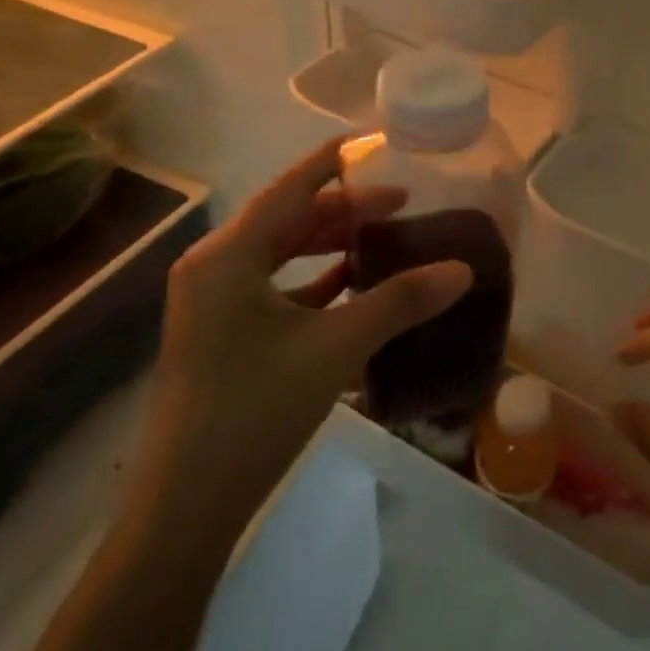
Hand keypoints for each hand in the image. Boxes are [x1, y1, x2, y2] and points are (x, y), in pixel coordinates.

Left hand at [146, 138, 471, 524]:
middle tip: (400, 205)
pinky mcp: (219, 335)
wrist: (187, 505)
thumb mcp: (335, 347)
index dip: (331, 163)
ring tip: (382, 241)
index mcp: (228, 256)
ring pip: (279, 256)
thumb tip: (462, 269)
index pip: (289, 189)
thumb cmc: (256, 409)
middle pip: (286, 221)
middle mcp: (213, 268)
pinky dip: (312, 283)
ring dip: (329, 247)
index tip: (373, 144)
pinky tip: (351, 289)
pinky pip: (272, 289)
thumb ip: (399, 301)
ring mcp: (212, 304)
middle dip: (343, 211)